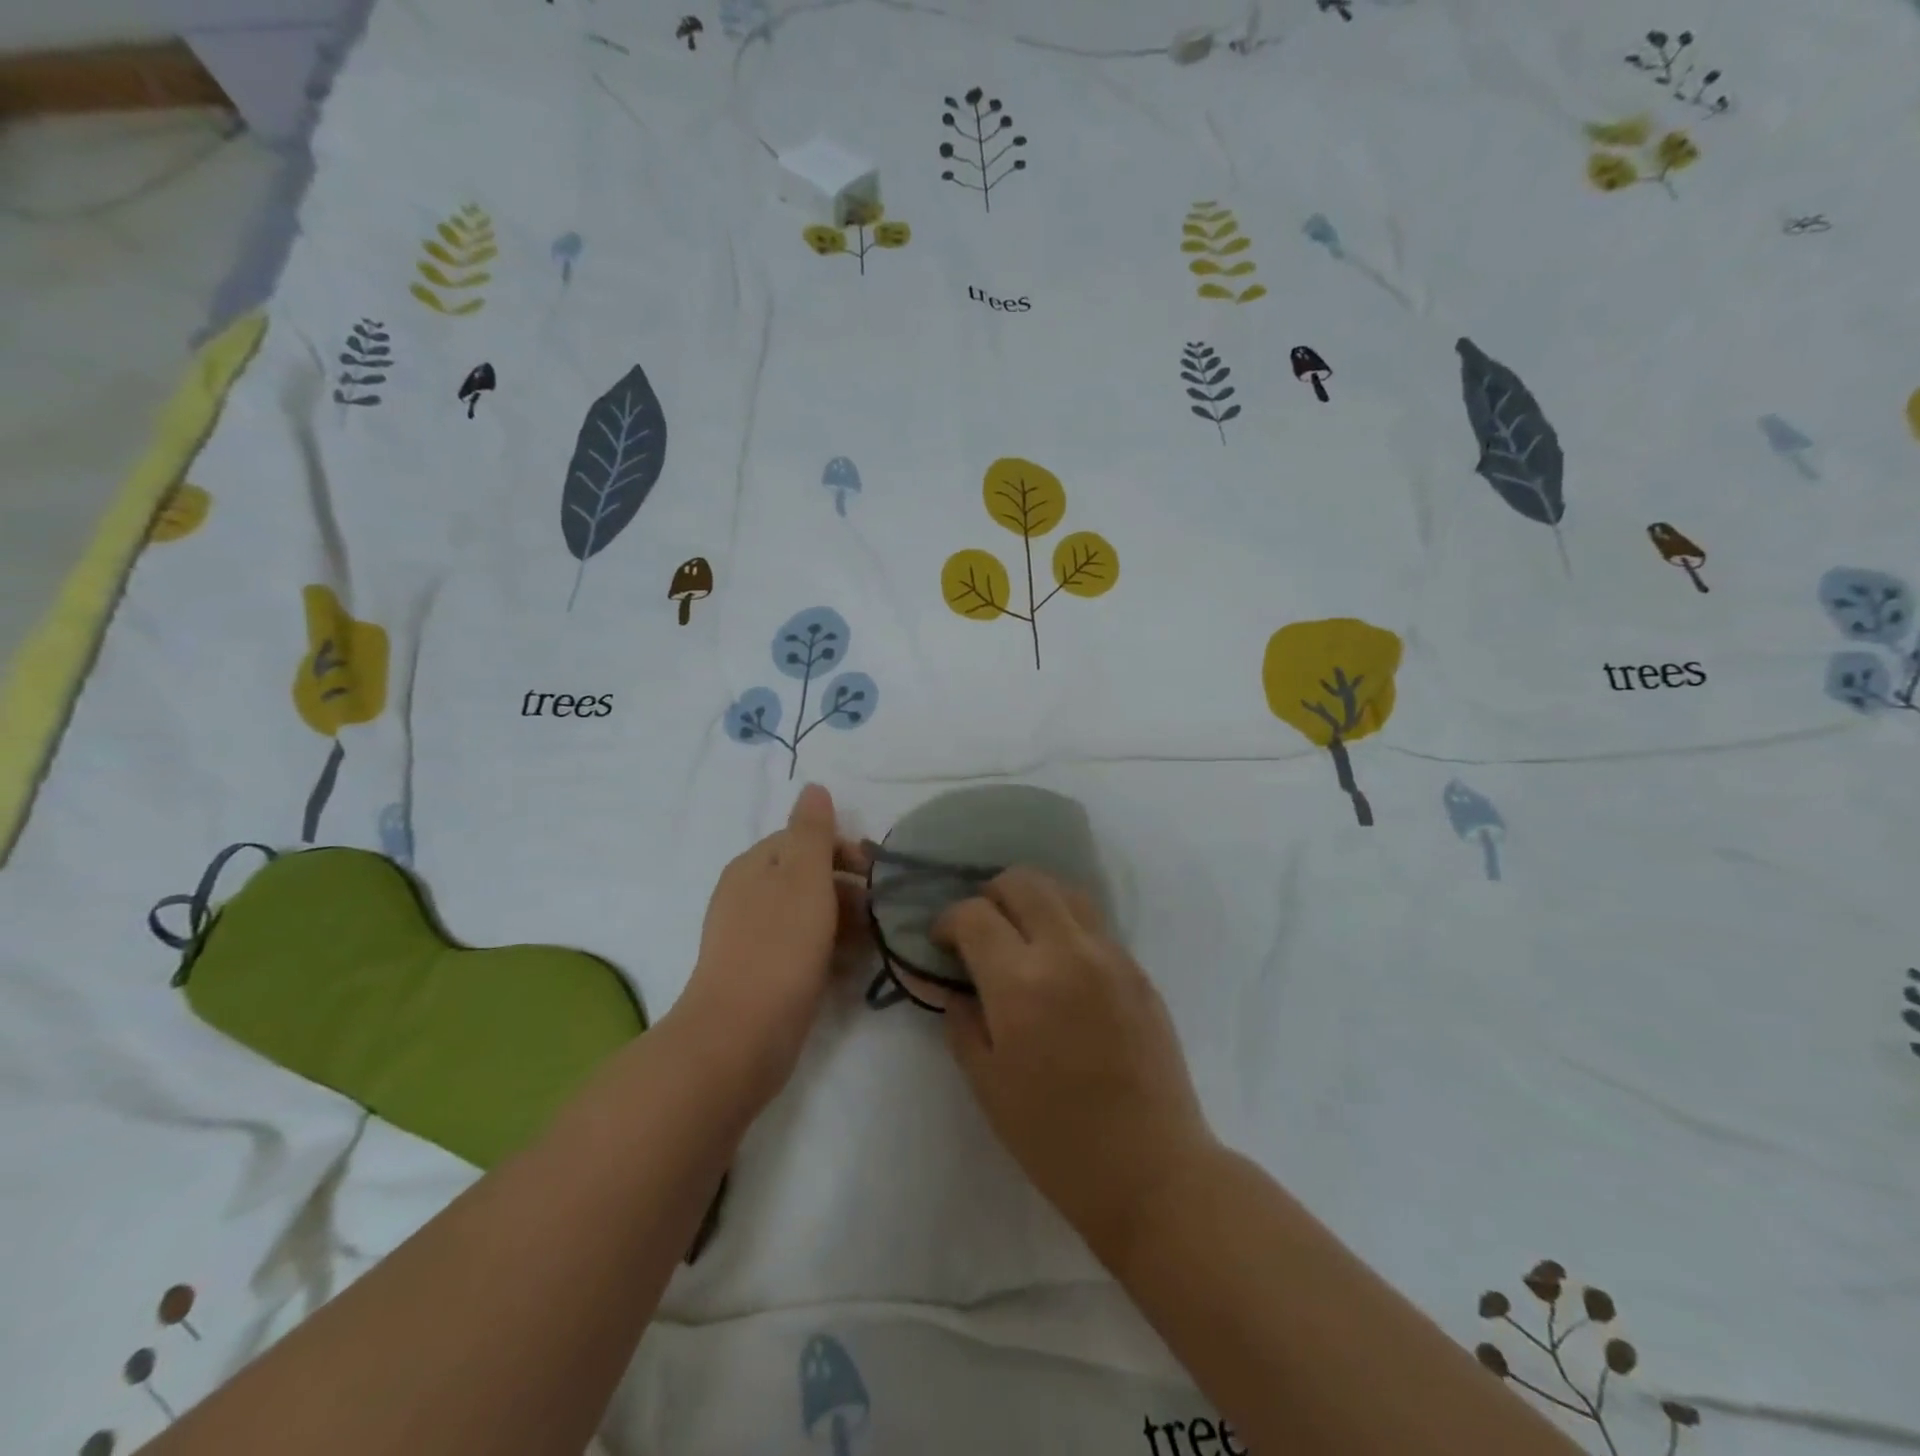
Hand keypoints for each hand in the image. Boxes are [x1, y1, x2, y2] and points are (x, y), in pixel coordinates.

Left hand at [678, 784, 870, 1107]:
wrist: (740, 1036)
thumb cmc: (779, 946)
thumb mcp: (803, 876)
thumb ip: (812, 831)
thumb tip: (813, 787)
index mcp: (754, 865)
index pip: (805, 839)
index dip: (844, 849)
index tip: (878, 872)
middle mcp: (749, 895)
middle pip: (808, 876)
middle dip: (849, 887)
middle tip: (883, 911)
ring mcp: (753, 938)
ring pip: (809, 914)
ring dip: (844, 921)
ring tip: (876, 941)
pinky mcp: (762, 975)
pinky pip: (803, 949)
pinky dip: (830, 950)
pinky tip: (853, 967)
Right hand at [932, 868, 1215, 1268]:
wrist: (1150, 1169)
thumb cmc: (1055, 1138)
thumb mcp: (987, 1083)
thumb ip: (961, 1020)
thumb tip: (953, 984)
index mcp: (1021, 982)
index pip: (974, 914)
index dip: (948, 920)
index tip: (941, 942)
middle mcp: (1067, 951)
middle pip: (1022, 881)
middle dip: (990, 894)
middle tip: (980, 930)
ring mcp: (1110, 955)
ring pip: (1064, 890)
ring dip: (1032, 899)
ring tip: (1020, 934)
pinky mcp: (1138, 968)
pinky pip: (1094, 922)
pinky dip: (1066, 923)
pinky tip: (1059, 963)